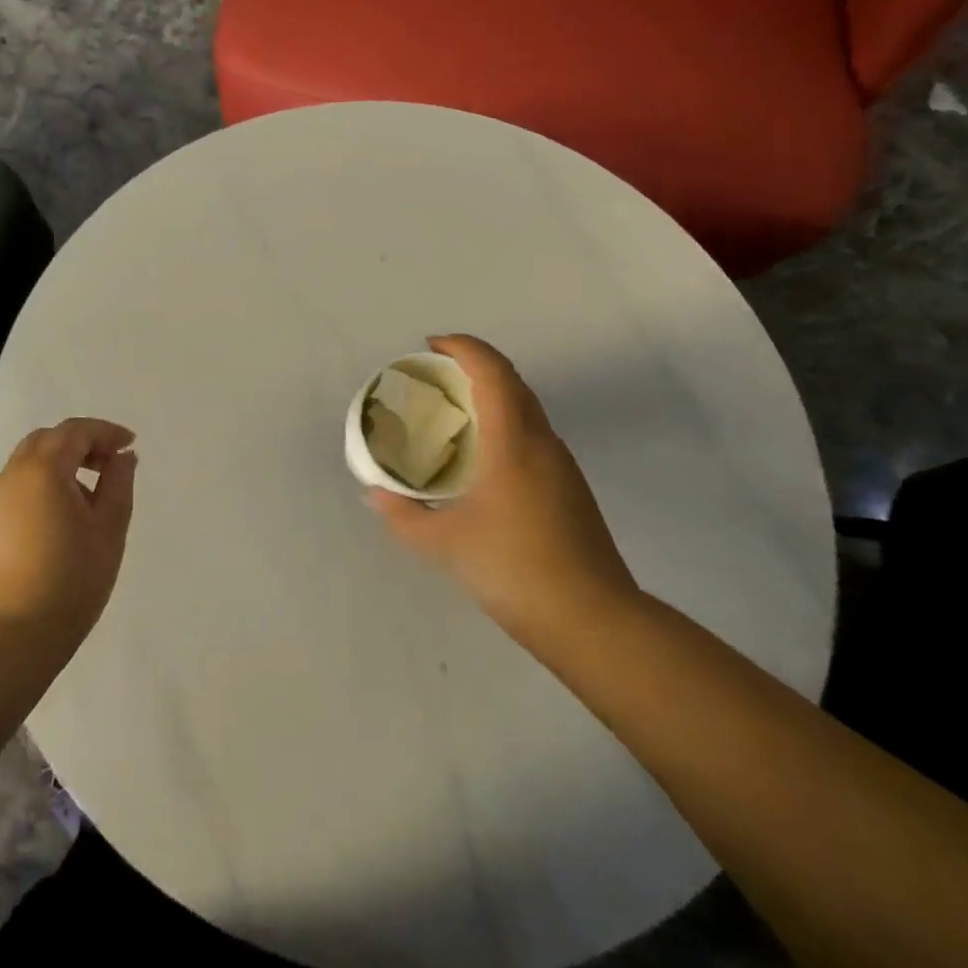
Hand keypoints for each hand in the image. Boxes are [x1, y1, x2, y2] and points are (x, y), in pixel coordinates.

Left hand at [0, 418, 137, 658]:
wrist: (7, 637)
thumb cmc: (69, 580)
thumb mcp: (109, 529)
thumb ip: (119, 484)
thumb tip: (122, 457)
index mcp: (44, 469)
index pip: (76, 431)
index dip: (106, 432)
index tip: (130, 444)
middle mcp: (13, 476)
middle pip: (48, 440)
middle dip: (81, 443)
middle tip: (110, 464)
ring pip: (29, 463)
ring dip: (61, 464)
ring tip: (89, 495)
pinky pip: (18, 488)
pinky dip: (43, 485)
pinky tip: (61, 518)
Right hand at [365, 336, 640, 656]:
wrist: (593, 622)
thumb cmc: (513, 570)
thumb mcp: (442, 543)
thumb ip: (402, 514)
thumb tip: (374, 494)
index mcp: (513, 442)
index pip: (492, 371)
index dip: (463, 347)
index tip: (430, 346)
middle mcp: (543, 442)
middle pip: (513, 382)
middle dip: (474, 365)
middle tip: (436, 376)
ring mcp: (563, 466)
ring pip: (527, 409)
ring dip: (492, 395)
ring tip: (454, 413)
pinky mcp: (571, 490)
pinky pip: (533, 435)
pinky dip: (505, 424)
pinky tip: (484, 458)